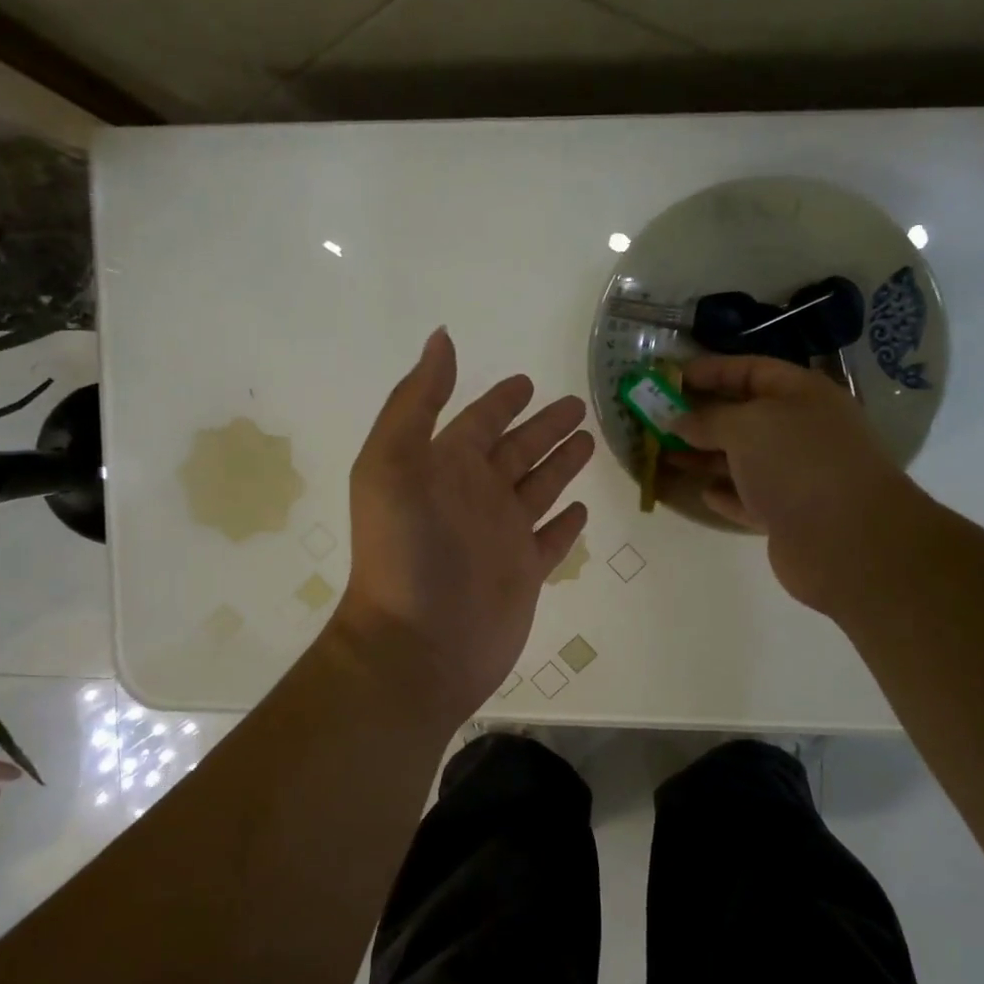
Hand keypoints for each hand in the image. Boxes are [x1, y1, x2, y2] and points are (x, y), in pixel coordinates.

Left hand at [329, 328, 592, 725]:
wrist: (417, 645)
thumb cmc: (405, 552)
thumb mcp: (393, 464)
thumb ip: (417, 401)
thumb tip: (441, 338)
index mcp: (445, 468)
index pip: (478, 421)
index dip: (500, 401)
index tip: (527, 380)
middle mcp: (475, 497)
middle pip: (516, 451)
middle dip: (544, 427)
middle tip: (577, 405)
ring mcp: (500, 537)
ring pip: (539, 489)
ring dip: (561, 465)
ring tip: (590, 442)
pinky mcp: (524, 574)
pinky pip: (551, 540)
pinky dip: (565, 524)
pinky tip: (583, 509)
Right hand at [671, 356, 923, 617]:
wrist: (847, 540)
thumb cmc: (798, 463)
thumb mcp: (746, 426)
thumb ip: (707, 419)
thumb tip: (678, 421)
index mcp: (802, 395)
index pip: (752, 370)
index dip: (712, 370)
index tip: (672, 376)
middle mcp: (802, 431)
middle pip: (745, 416)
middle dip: (702, 416)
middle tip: (658, 418)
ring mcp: (798, 475)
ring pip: (743, 460)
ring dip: (705, 456)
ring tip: (665, 455)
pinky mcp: (789, 515)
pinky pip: (749, 498)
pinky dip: (726, 494)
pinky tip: (701, 492)